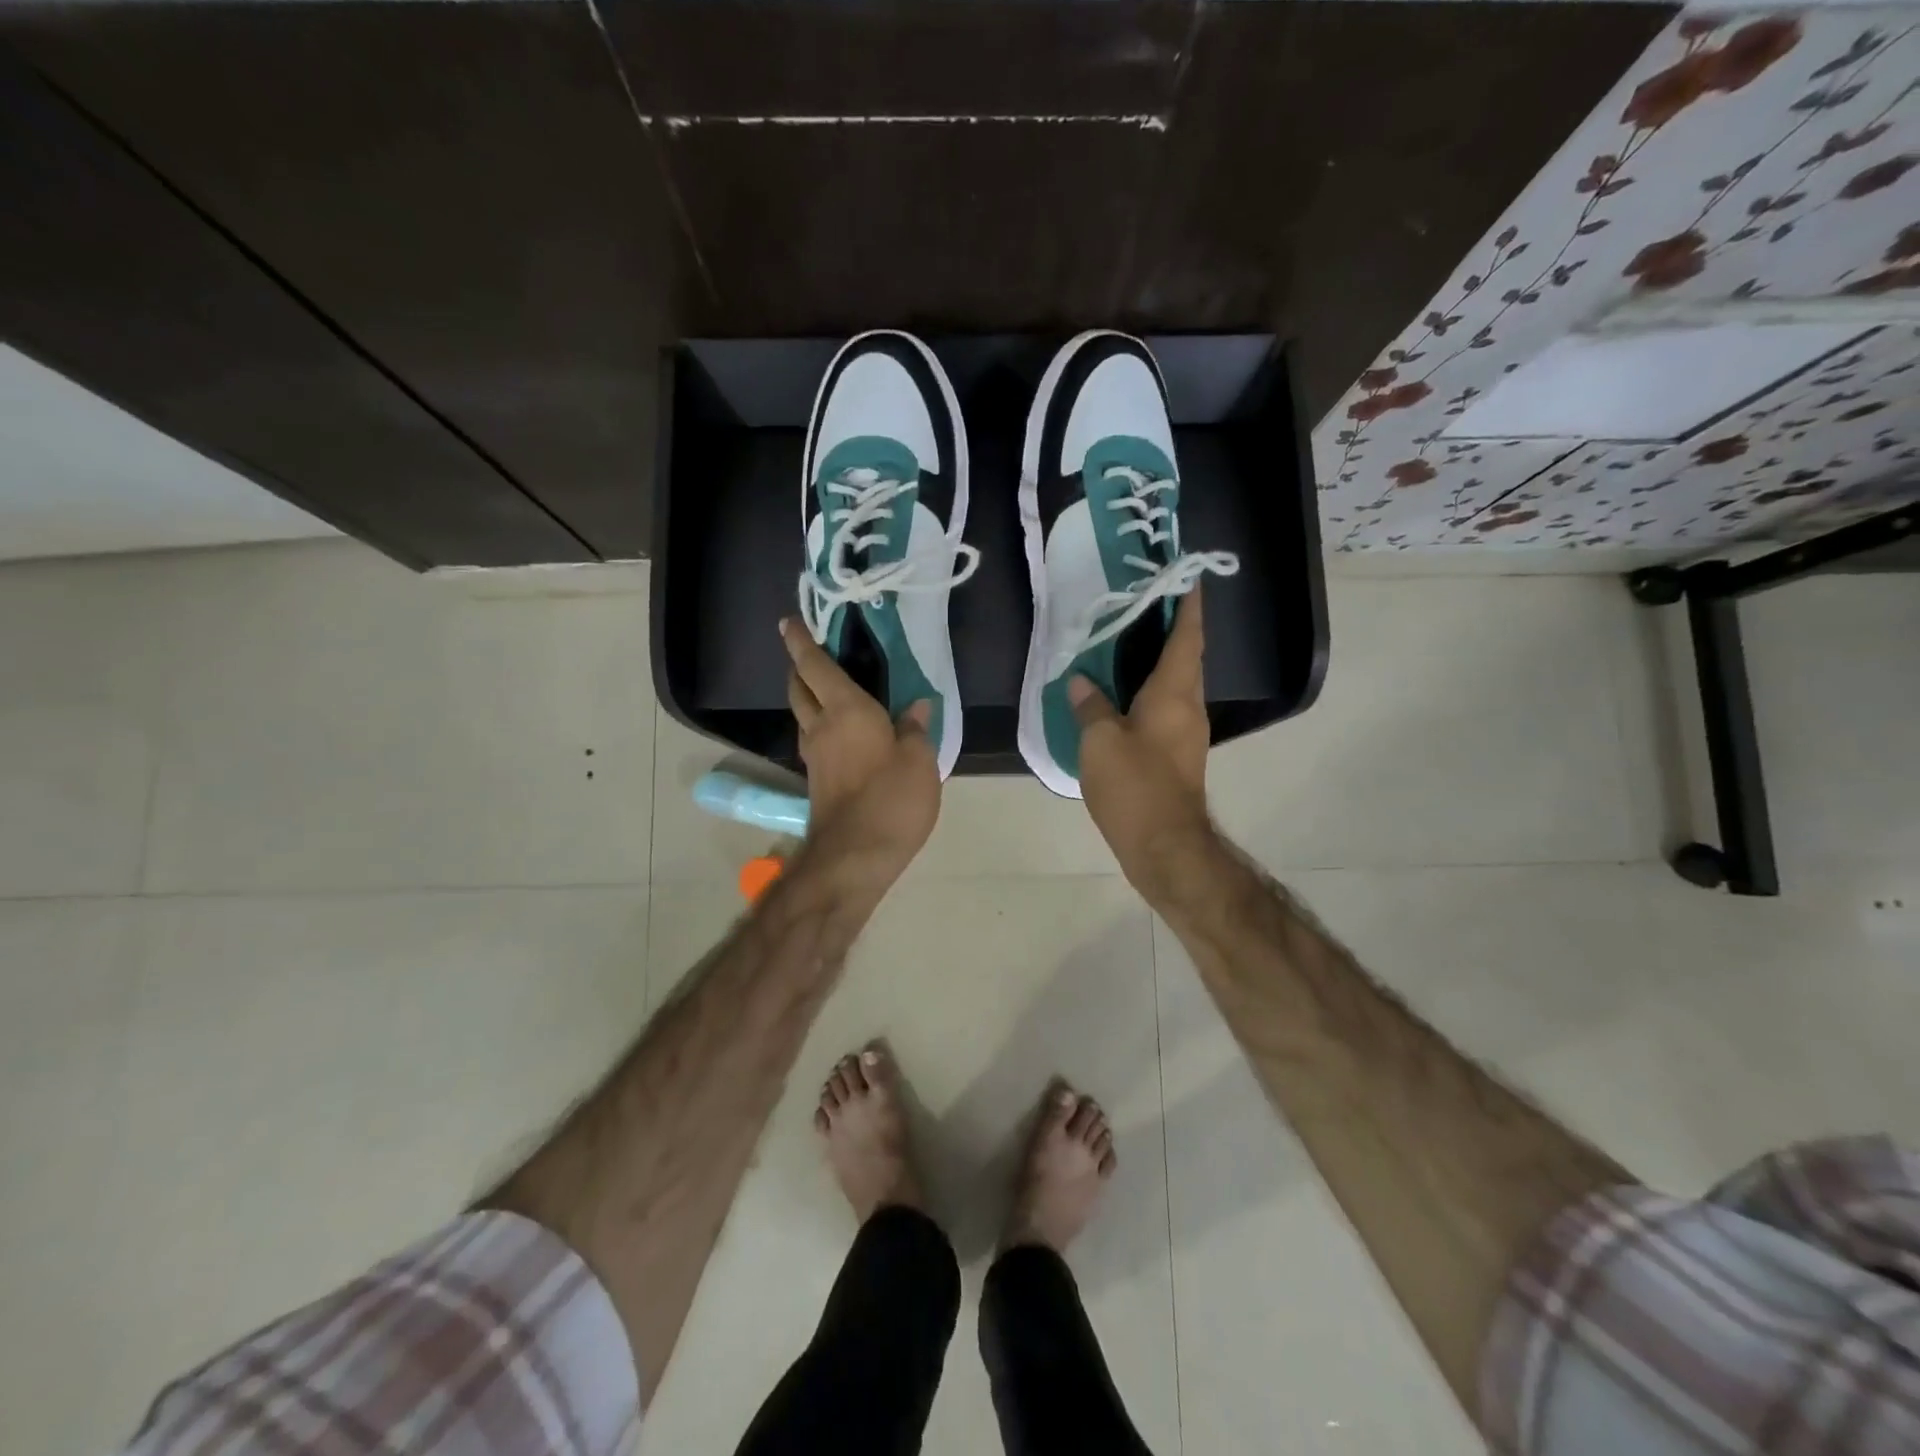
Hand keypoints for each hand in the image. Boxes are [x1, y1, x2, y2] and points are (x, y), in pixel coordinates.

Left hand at [781, 617, 940, 894]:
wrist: (854, 857)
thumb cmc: (891, 799)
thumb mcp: (919, 761)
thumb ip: (915, 730)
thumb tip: (916, 707)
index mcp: (845, 710)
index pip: (815, 666)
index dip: (800, 642)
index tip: (788, 622)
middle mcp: (821, 727)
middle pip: (799, 689)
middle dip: (799, 668)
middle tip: (810, 656)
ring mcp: (814, 757)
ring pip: (802, 716)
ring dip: (807, 698)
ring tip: (827, 692)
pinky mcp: (816, 782)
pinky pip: (812, 741)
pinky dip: (819, 727)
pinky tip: (838, 735)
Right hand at [1070, 590, 1219, 897]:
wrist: (1165, 846)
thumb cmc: (1135, 786)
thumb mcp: (1100, 741)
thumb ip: (1090, 705)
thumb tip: (1081, 680)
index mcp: (1174, 692)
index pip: (1187, 635)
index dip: (1188, 604)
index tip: (1186, 575)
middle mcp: (1188, 706)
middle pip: (1187, 656)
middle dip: (1172, 627)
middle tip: (1143, 604)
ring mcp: (1186, 733)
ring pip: (1177, 683)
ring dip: (1161, 659)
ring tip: (1128, 642)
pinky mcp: (1177, 755)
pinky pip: (1167, 708)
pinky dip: (1151, 690)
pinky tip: (1123, 694)